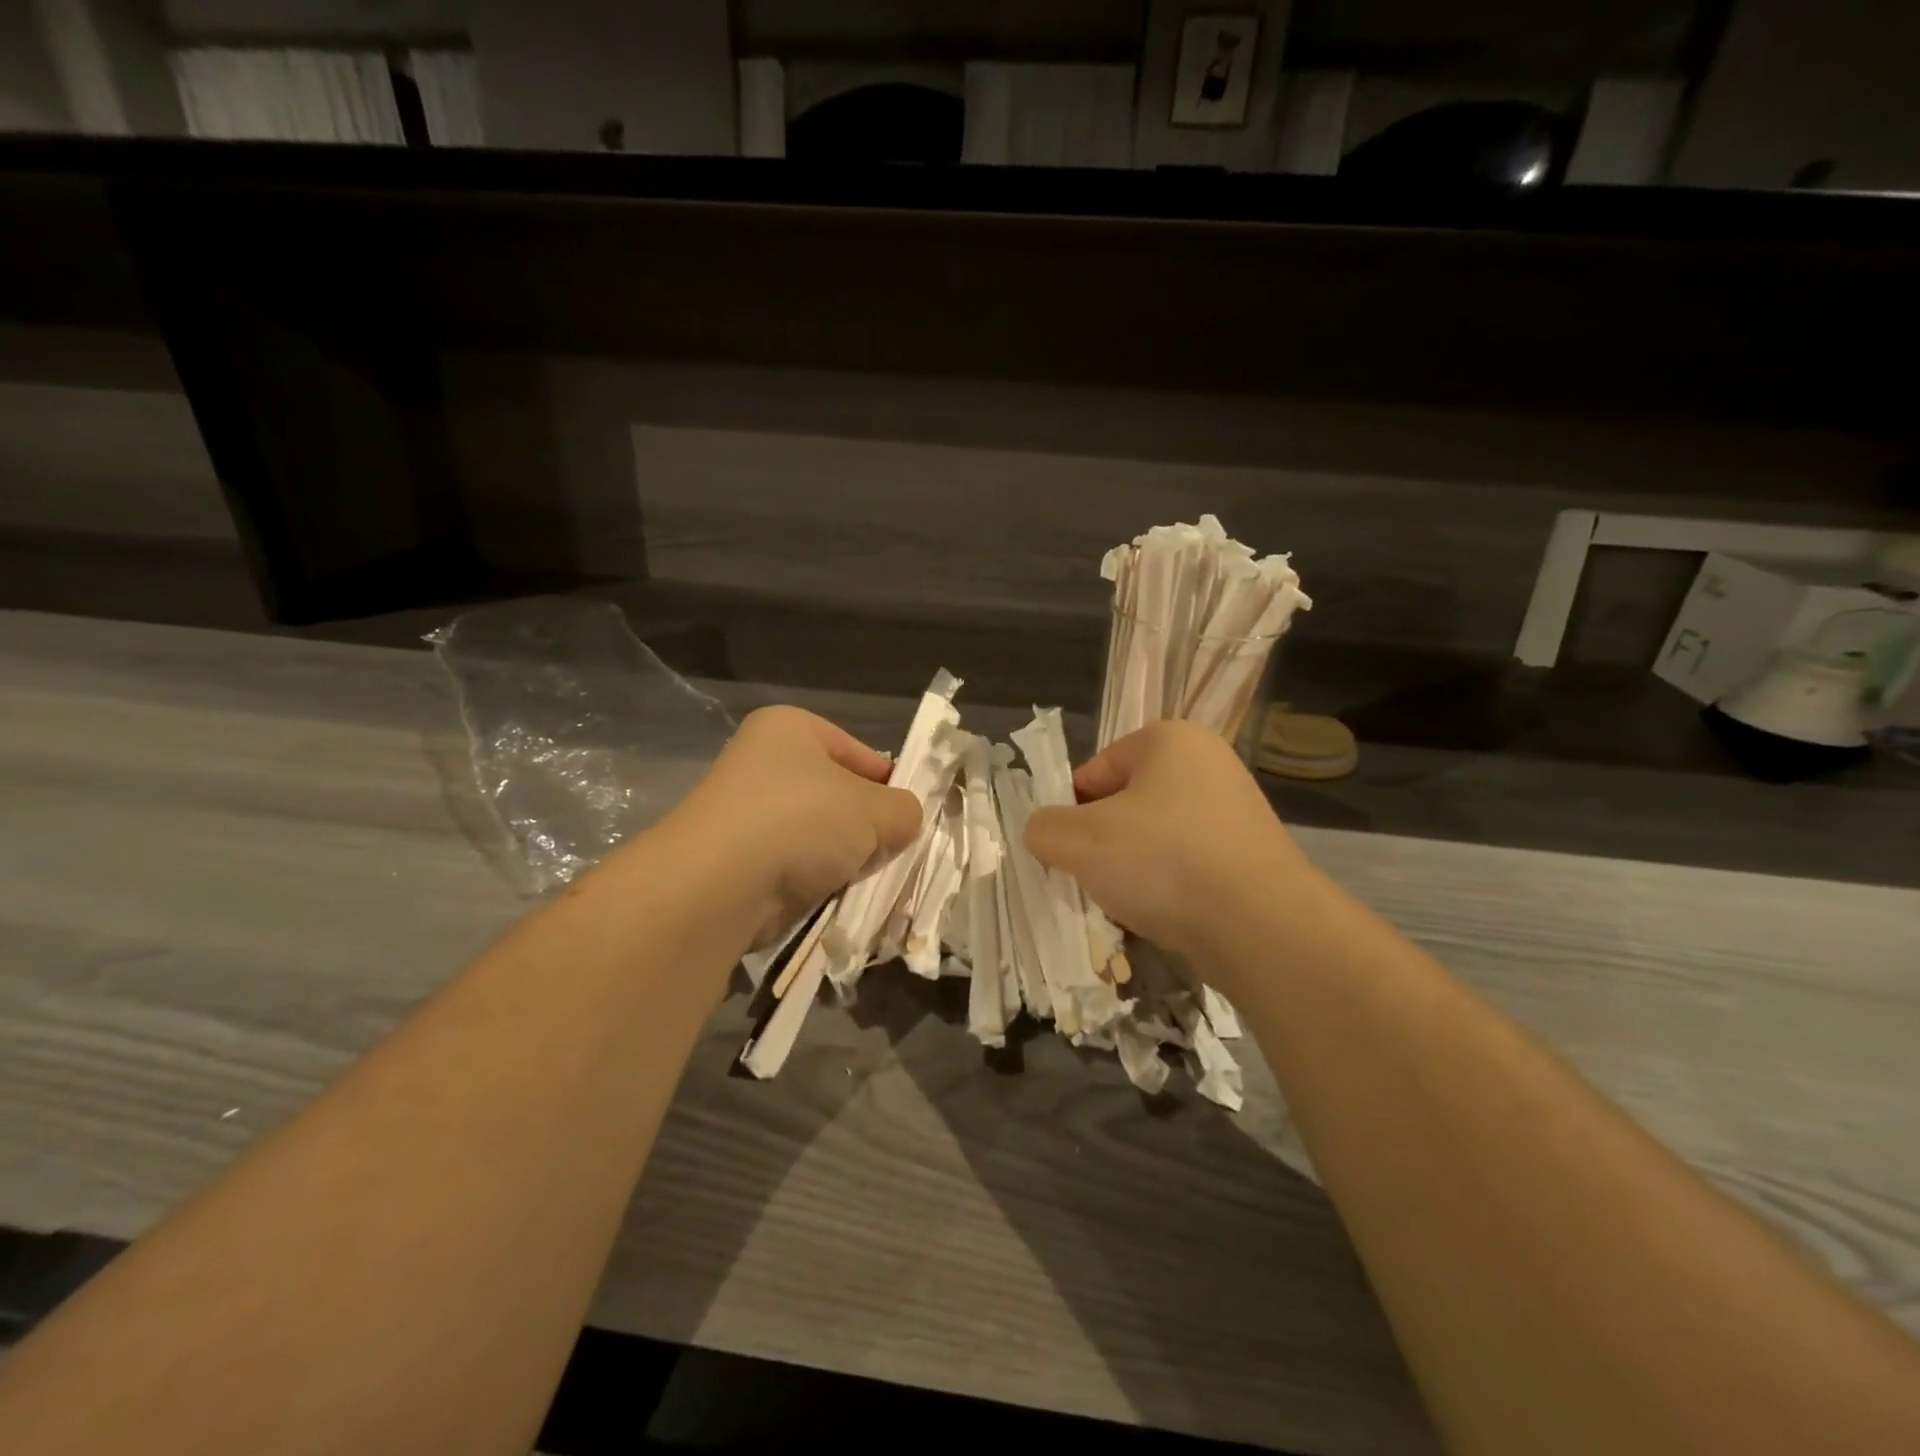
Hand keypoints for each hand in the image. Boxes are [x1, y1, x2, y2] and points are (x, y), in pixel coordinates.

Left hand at [661, 705, 921, 940]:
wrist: (720, 883)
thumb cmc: (802, 819)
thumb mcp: (875, 809)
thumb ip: (904, 810)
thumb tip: (904, 821)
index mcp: (792, 728)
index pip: (861, 754)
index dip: (891, 786)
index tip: (910, 820)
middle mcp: (764, 762)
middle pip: (839, 797)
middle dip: (866, 828)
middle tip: (892, 852)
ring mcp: (746, 812)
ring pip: (818, 836)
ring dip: (843, 859)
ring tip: (864, 878)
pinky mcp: (737, 859)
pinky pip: (794, 866)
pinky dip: (815, 882)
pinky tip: (834, 897)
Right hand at [1024, 720, 1313, 972]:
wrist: (1261, 926)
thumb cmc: (1162, 861)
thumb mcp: (1079, 841)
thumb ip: (1044, 828)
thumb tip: (1045, 832)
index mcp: (1168, 740)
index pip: (1092, 774)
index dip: (1071, 815)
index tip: (1069, 855)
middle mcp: (1208, 763)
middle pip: (1124, 807)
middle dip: (1102, 845)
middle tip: (1095, 881)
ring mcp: (1236, 810)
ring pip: (1154, 840)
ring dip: (1132, 870)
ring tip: (1129, 904)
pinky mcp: (1252, 855)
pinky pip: (1188, 866)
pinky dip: (1169, 888)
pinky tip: (1163, 917)